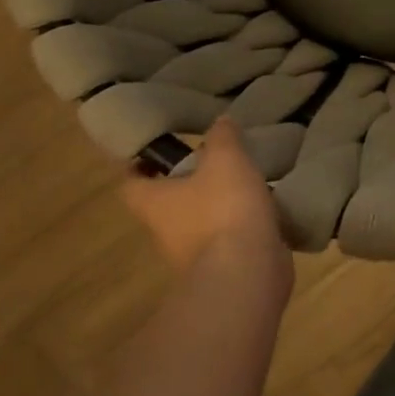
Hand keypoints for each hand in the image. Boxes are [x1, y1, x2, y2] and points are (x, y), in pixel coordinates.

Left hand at [121, 119, 292, 292]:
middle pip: (167, 203)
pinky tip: (264, 208)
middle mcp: (167, 231)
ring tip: (245, 180)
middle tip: (213, 159)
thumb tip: (220, 122)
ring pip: (199, 221)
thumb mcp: (226, 159)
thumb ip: (222, 137)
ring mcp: (195, 254)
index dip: (139, 166)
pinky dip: (241, 224)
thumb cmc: (223, 209)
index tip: (157, 151)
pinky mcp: (224, 266)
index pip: (131, 183)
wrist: (247, 272)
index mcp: (155, 203)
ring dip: (217, 204)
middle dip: (186, 182)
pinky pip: (228, 238)